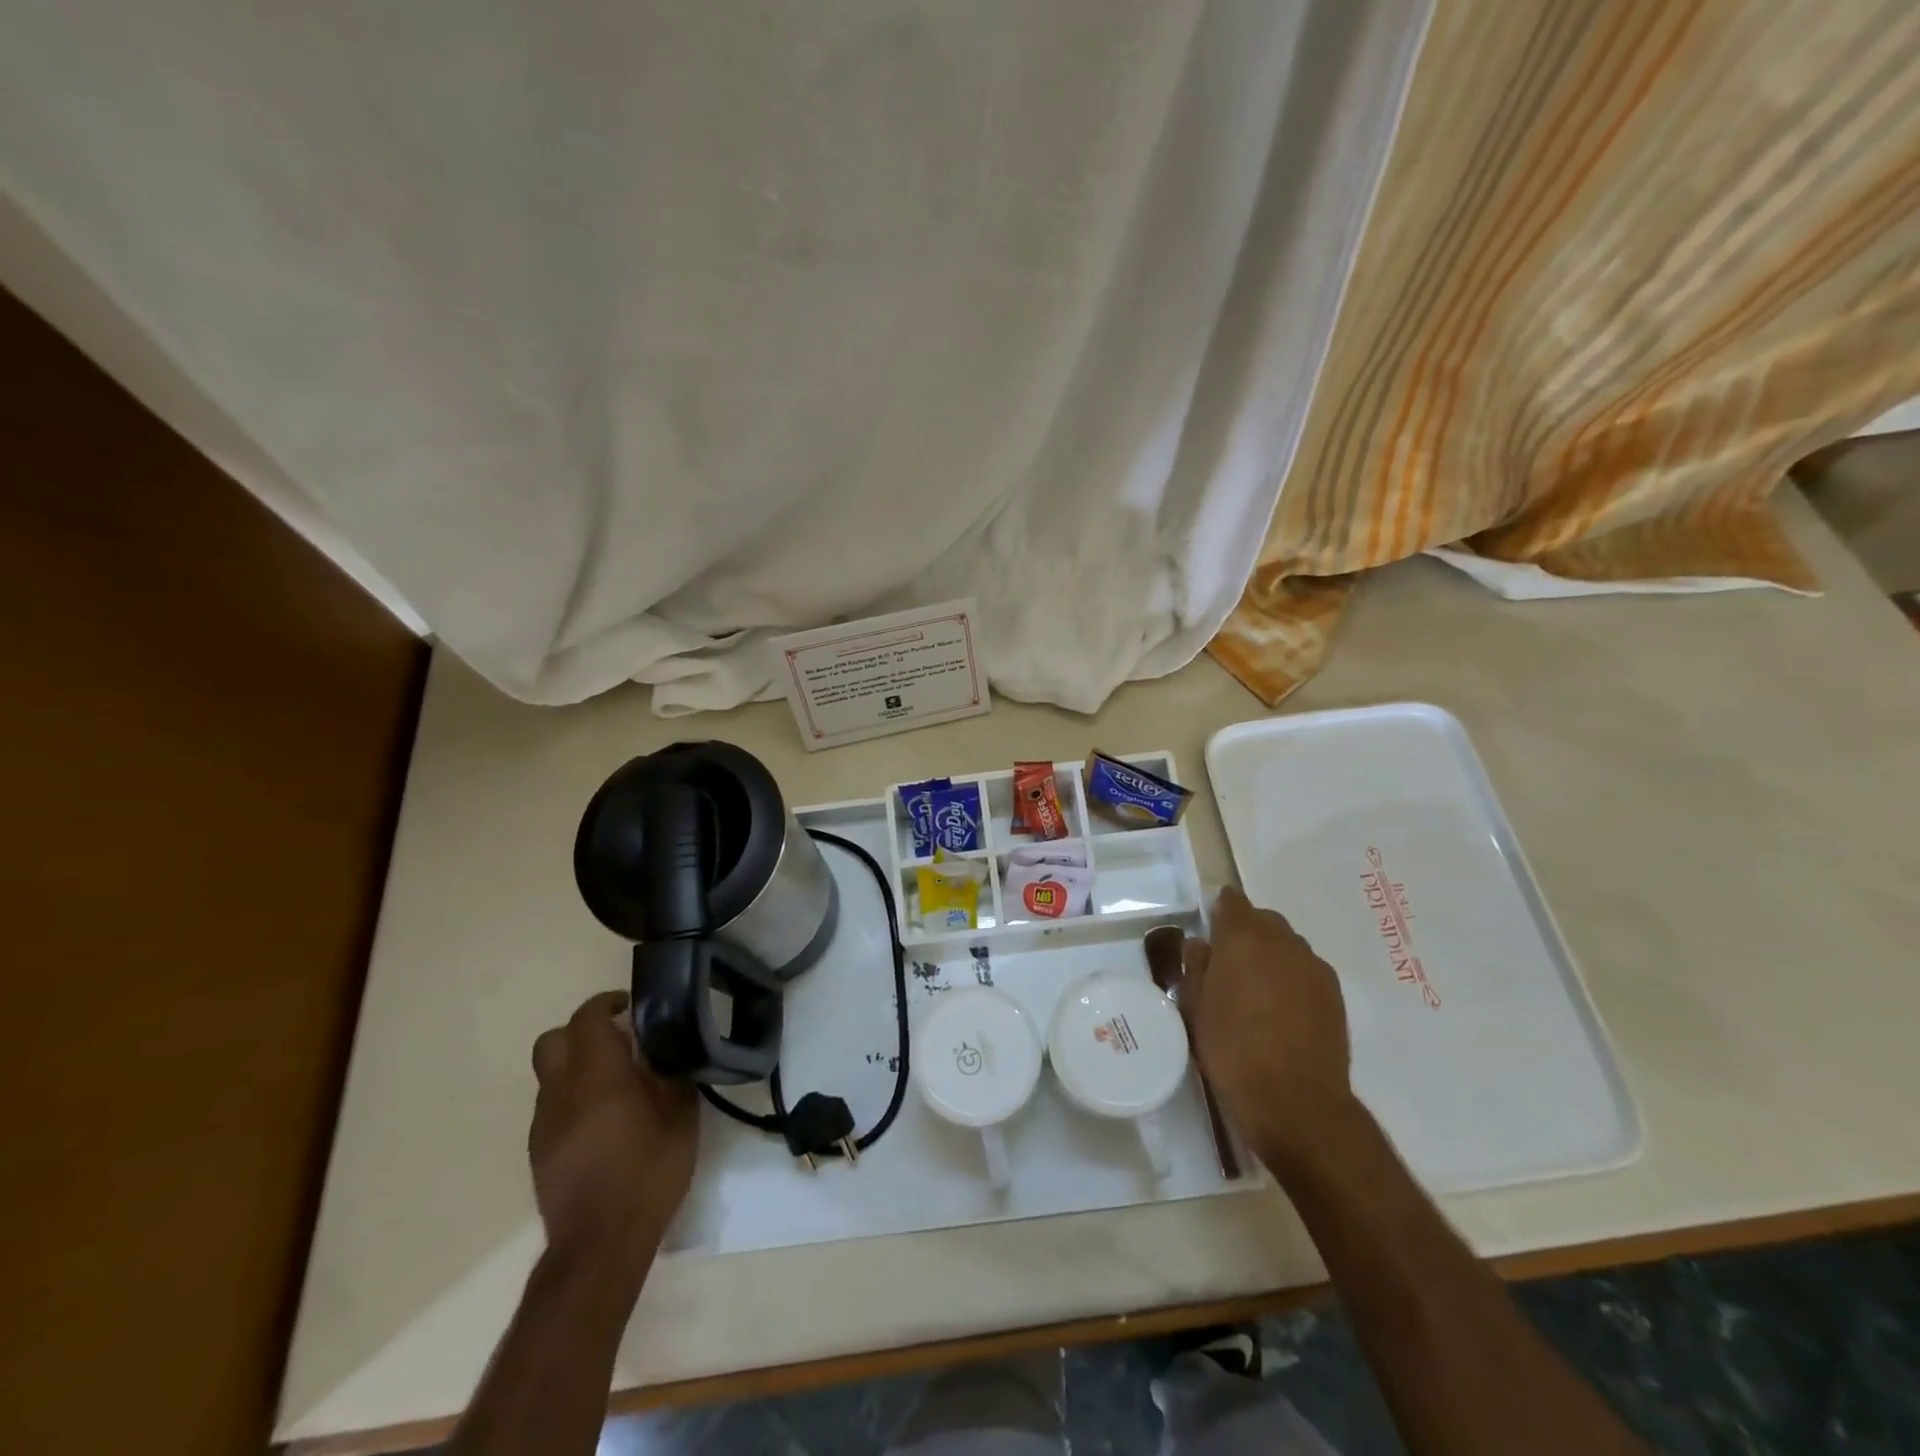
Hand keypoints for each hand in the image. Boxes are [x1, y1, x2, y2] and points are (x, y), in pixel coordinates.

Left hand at [529, 991, 697, 1282]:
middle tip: (618, 1040)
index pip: (587, 1019)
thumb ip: (671, 1075)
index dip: (605, 1003)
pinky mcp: (539, 1152)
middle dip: (581, 1031)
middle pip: (552, 1040)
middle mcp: (562, 1091)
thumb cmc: (648, 1171)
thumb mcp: (680, 1116)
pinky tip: (603, 1121)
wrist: (600, 1244)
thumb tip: (669, 1052)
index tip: (629, 1006)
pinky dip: (573, 1098)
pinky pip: (552, 1106)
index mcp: (598, 1074)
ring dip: (577, 1066)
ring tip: (616, 1084)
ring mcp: (544, 1124)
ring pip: (550, 1075)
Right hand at [1182, 885, 1356, 1172]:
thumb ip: (1196, 968)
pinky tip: (1282, 1011)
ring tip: (1257, 992)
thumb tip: (1201, 945)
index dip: (1219, 913)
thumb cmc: (1231, 1048)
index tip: (1209, 933)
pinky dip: (1293, 979)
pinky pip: (1307, 971)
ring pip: (1288, 946)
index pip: (1231, 901)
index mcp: (1243, 936)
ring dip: (1272, 957)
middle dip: (1247, 934)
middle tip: (1229, 967)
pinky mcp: (1335, 994)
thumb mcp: (1195, 1007)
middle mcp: (1282, 941)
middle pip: (1264, 921)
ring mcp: (1314, 966)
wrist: (1294, 1100)